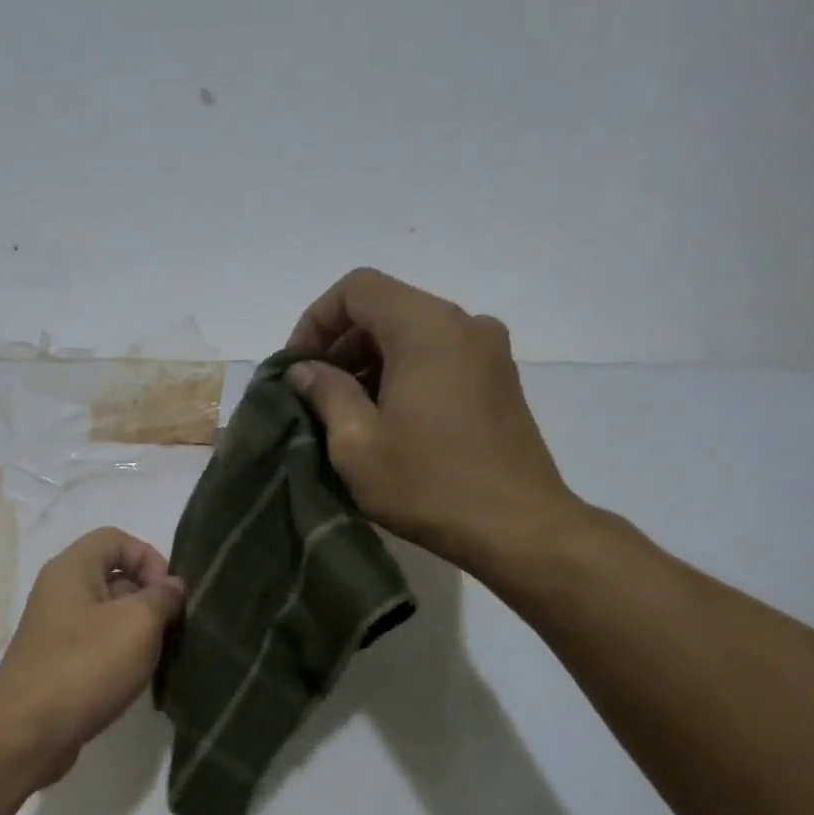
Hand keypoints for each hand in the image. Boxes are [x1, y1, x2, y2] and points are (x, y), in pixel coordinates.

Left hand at [0, 527, 183, 786]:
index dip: (149, 557)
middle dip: (149, 597)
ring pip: (108, 615)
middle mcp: (59, 592)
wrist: (27, 733)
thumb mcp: (137, 624)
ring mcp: (56, 630)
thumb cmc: (85, 667)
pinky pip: (96, 646)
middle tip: (171, 630)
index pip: (116, 538)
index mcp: (72, 569)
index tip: (169, 595)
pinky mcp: (57, 664)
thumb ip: (162, 597)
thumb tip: (171, 587)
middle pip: (113, 576)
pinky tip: (135, 679)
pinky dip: (120, 656)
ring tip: (159, 657)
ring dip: (138, 631)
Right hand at [286, 268, 588, 576]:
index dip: (316, 320)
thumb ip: (326, 393)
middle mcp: (463, 324)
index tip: (298, 368)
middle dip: (341, 343)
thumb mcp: (356, 443)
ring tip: (345, 412)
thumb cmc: (426, 483)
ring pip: (413, 332)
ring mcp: (488, 351)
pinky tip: (386, 420)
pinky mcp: (499, 379)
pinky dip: (402, 372)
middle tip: (314, 394)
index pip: (358, 288)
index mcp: (426, 328)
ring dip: (370, 361)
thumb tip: (304, 370)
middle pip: (387, 307)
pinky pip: (439, 355)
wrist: (515, 526)